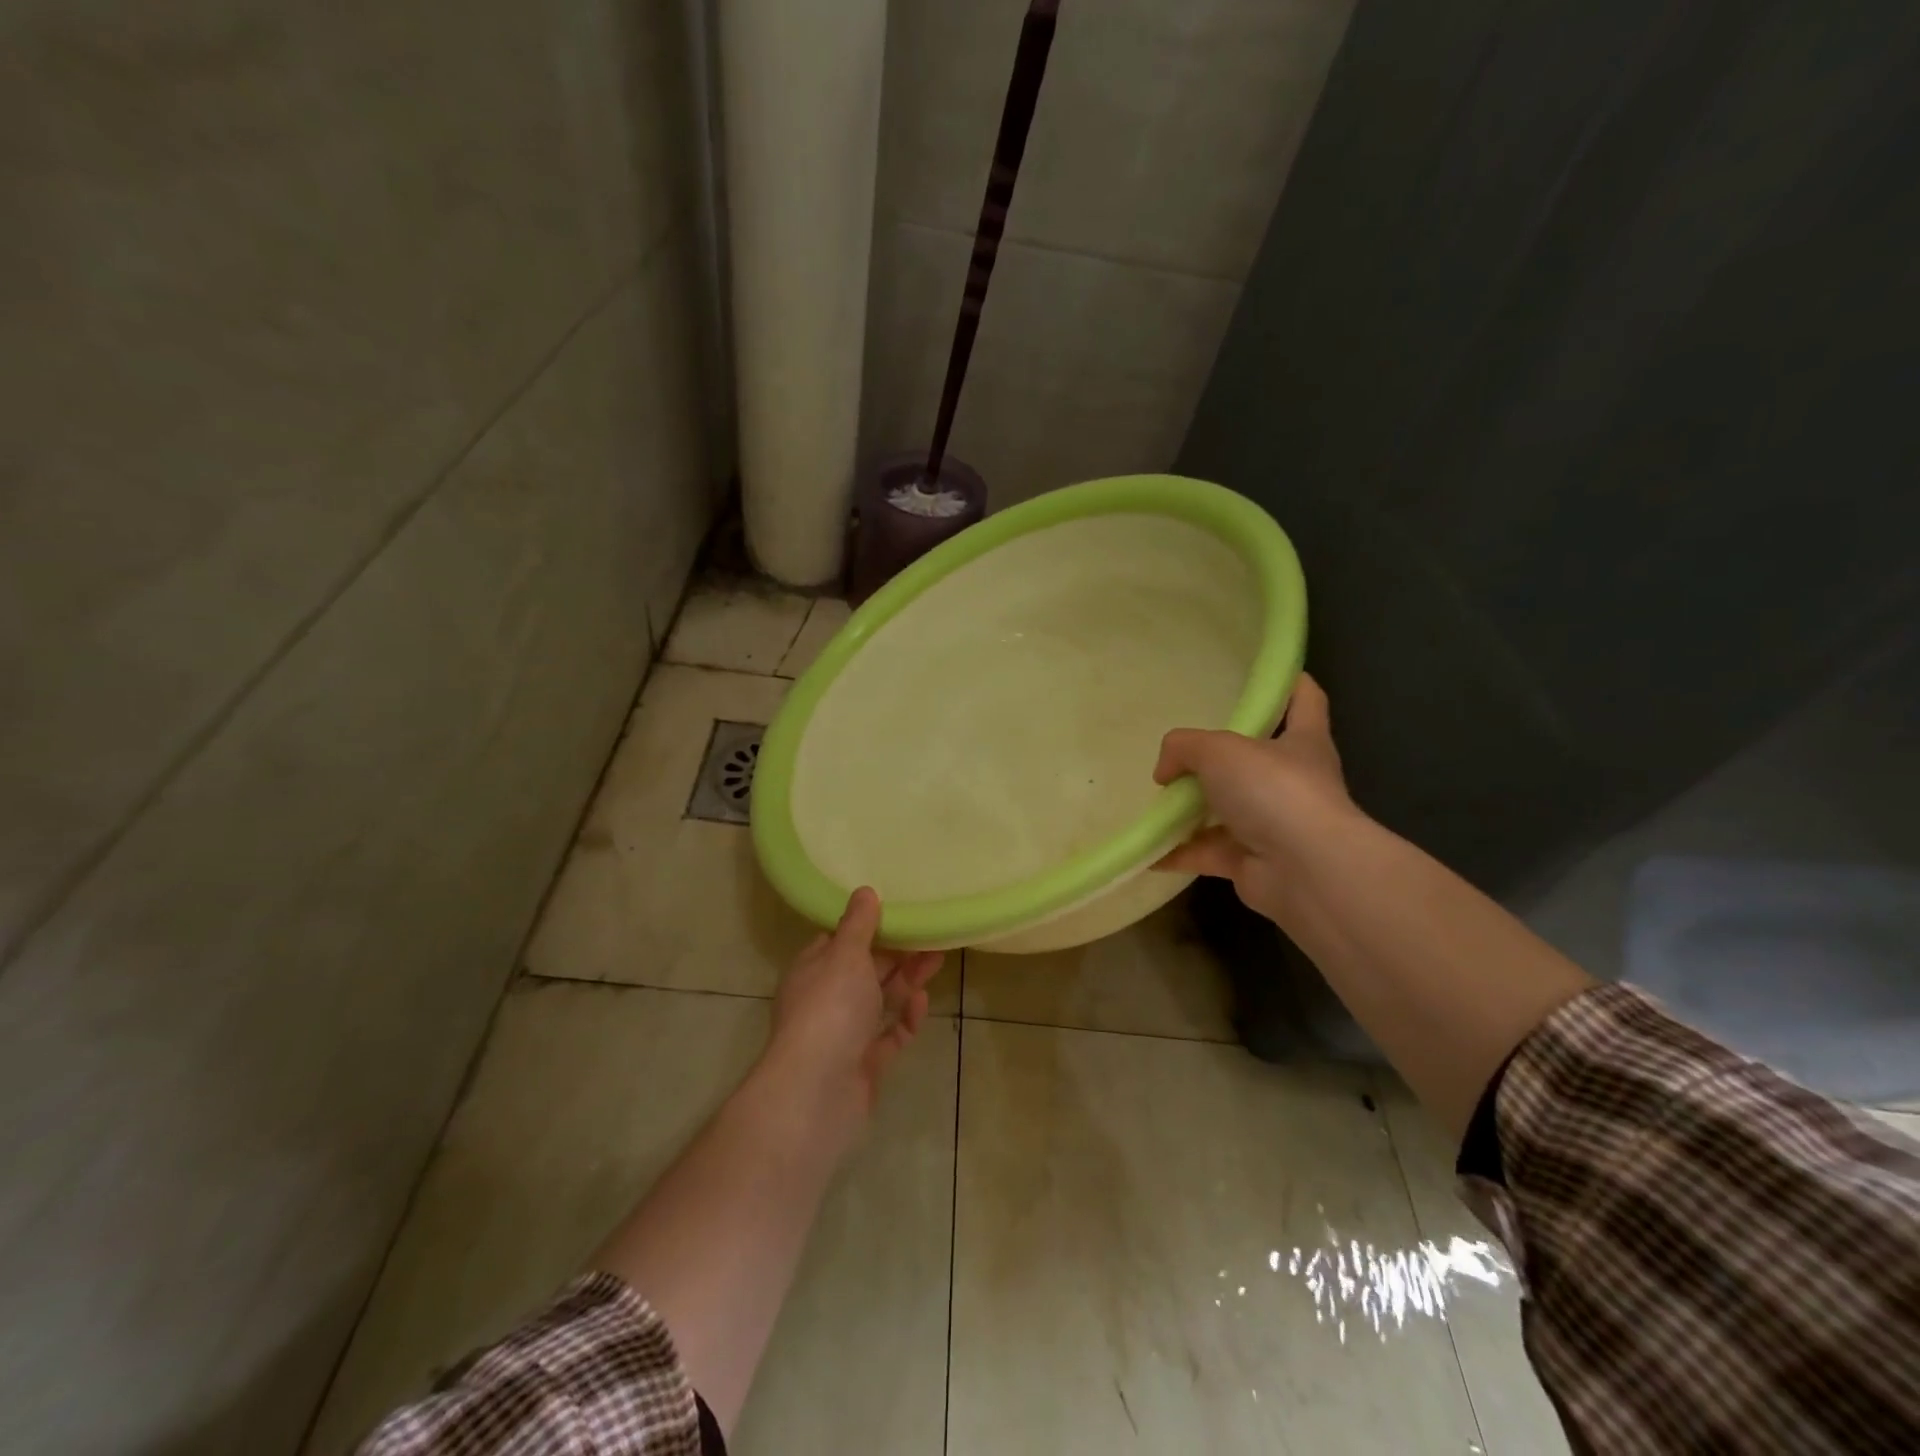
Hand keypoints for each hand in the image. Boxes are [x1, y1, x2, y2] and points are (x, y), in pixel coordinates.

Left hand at [762, 887, 942, 1151]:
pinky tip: (920, 1002)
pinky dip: (905, 1018)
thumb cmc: (829, 1009)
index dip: (866, 926)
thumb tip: (864, 891)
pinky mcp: (865, 1063)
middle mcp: (826, 999)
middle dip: (897, 952)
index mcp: (813, 969)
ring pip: (880, 1000)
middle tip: (931, 935)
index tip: (897, 911)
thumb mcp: (845, 955)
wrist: (817, 1092)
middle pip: (865, 969)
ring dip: (907, 980)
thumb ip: (859, 925)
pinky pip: (889, 1035)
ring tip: (938, 959)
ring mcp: (845, 1034)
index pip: (839, 940)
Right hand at [1151, 673, 1355, 925]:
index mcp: (1302, 741)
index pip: (1304, 700)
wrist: (1305, 870)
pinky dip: (1178, 851)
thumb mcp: (1219, 750)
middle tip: (1181, 751)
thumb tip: (1165, 771)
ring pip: (1226, 810)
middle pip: (1255, 760)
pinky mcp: (1253, 862)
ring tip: (1155, 800)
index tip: (1265, 675)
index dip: (1289, 683)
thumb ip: (1184, 747)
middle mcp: (1292, 782)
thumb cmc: (1274, 791)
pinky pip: (1208, 852)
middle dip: (1219, 758)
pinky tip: (1147, 849)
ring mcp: (1274, 825)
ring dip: (1192, 809)